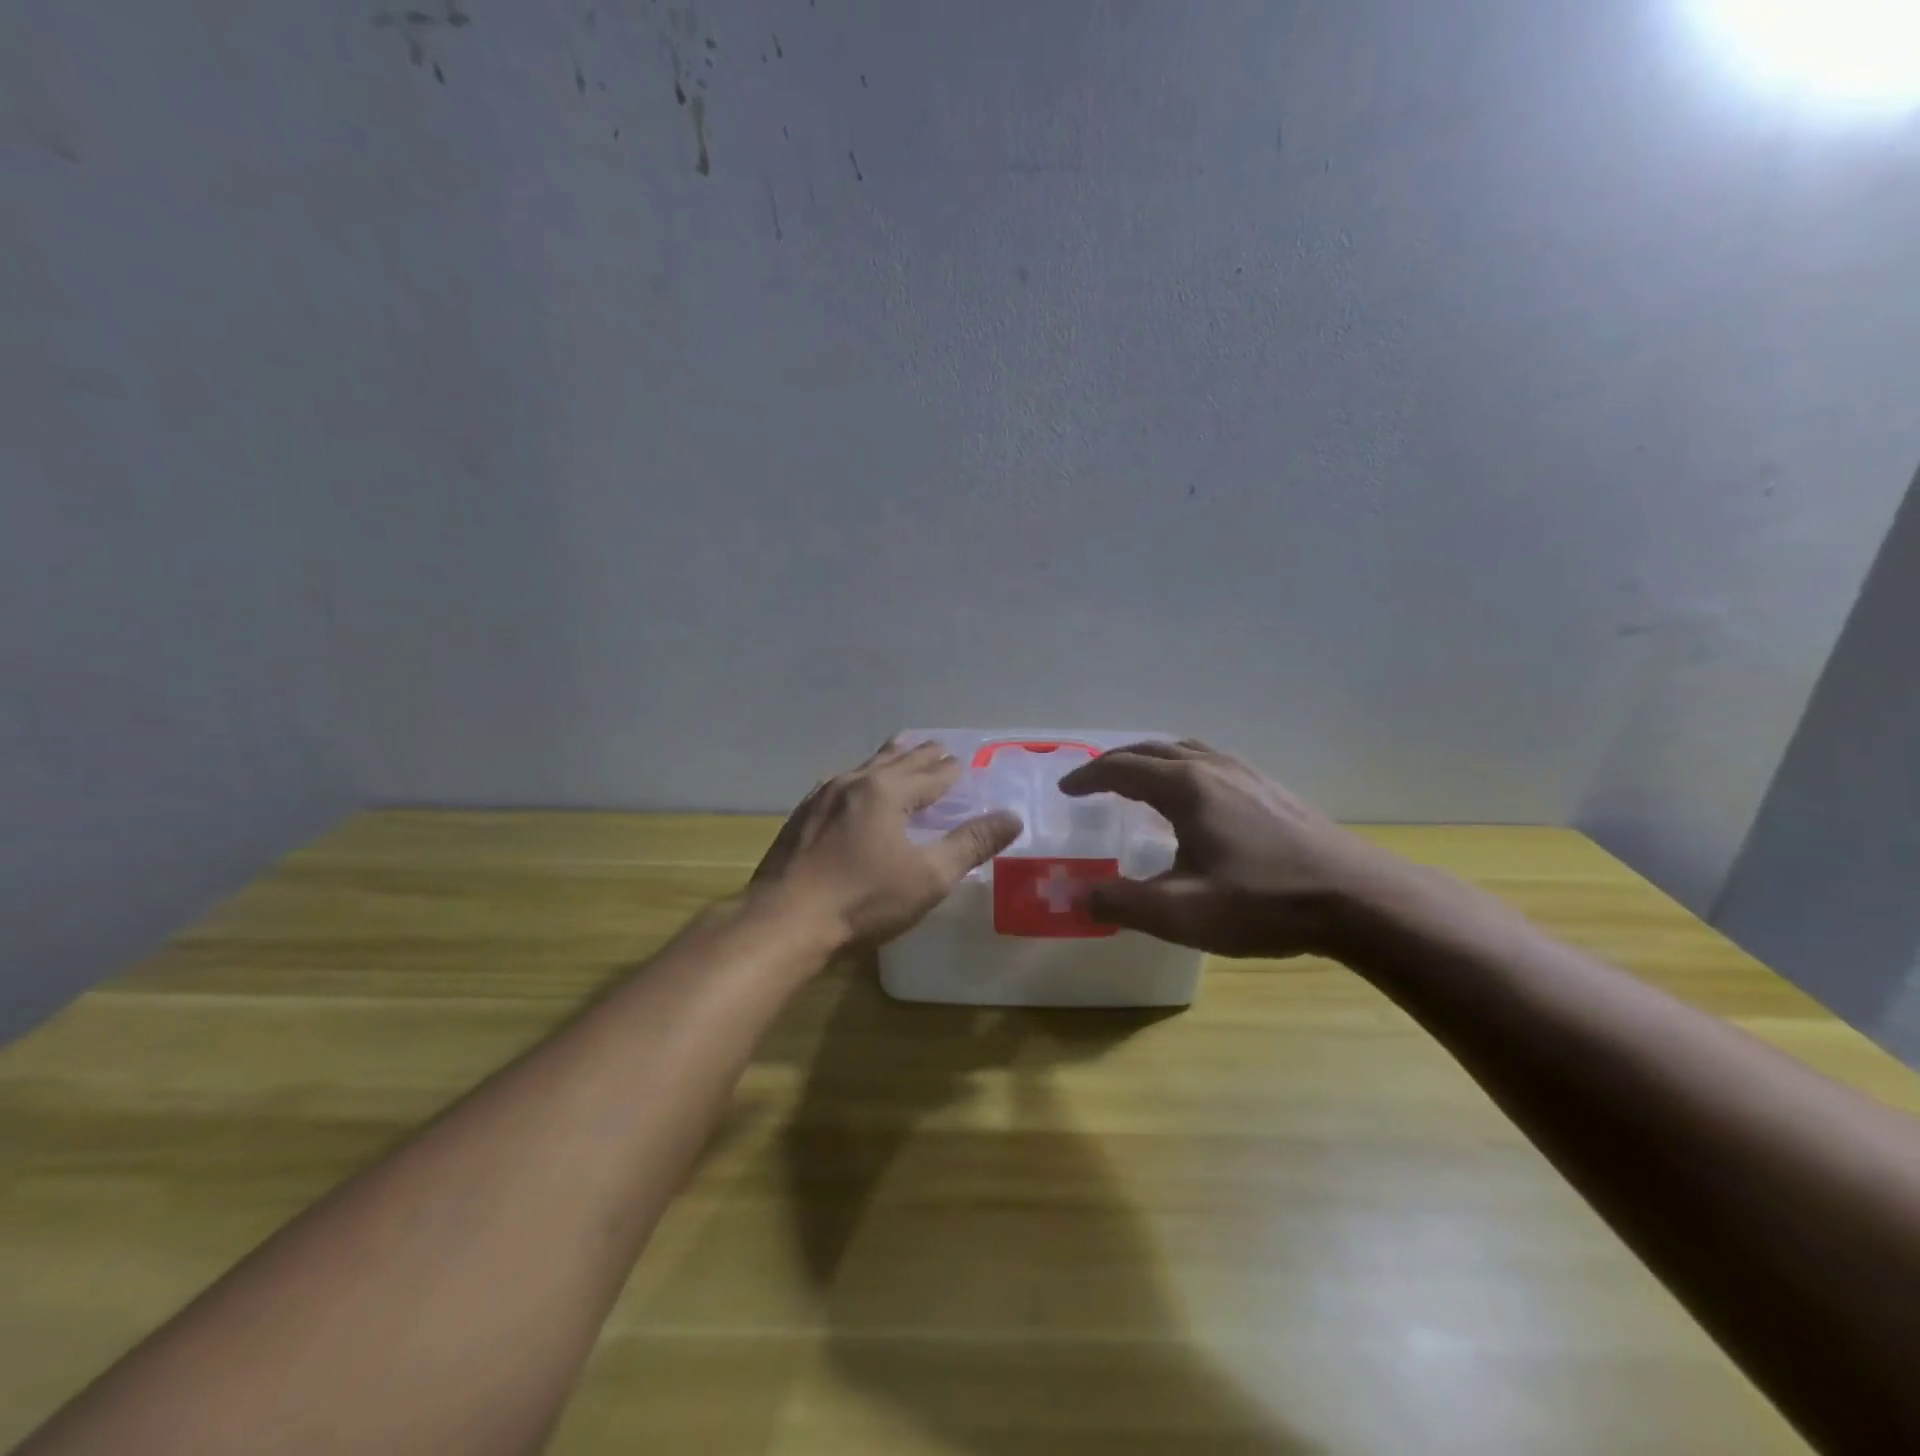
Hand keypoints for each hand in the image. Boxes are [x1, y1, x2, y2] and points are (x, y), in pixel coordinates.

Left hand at [750, 737, 1022, 950]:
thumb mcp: (928, 877)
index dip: (952, 770)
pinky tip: (853, 786)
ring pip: (864, 766)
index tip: (965, 763)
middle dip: (922, 755)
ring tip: (901, 750)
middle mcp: (854, 782)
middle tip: (940, 748)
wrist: (784, 922)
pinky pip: (840, 783)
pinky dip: (860, 777)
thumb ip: (971, 844)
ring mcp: (821, 796)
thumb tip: (1012, 817)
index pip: (931, 774)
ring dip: (889, 758)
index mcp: (887, 791)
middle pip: (897, 760)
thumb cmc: (863, 900)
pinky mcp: (801, 816)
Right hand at [1059, 740, 1404, 957]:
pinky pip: (1212, 762)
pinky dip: (1183, 767)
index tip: (1066, 789)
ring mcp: (1248, 774)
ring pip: (1186, 750)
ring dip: (1152, 759)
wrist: (1357, 899)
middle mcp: (1213, 768)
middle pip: (1152, 750)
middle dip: (1115, 762)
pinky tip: (1196, 799)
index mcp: (1186, 788)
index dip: (1088, 777)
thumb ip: (1121, 903)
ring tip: (1138, 781)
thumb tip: (1075, 895)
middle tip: (1092, 782)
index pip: (1122, 768)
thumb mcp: (1182, 913)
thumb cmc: (1263, 902)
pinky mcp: (1272, 789)